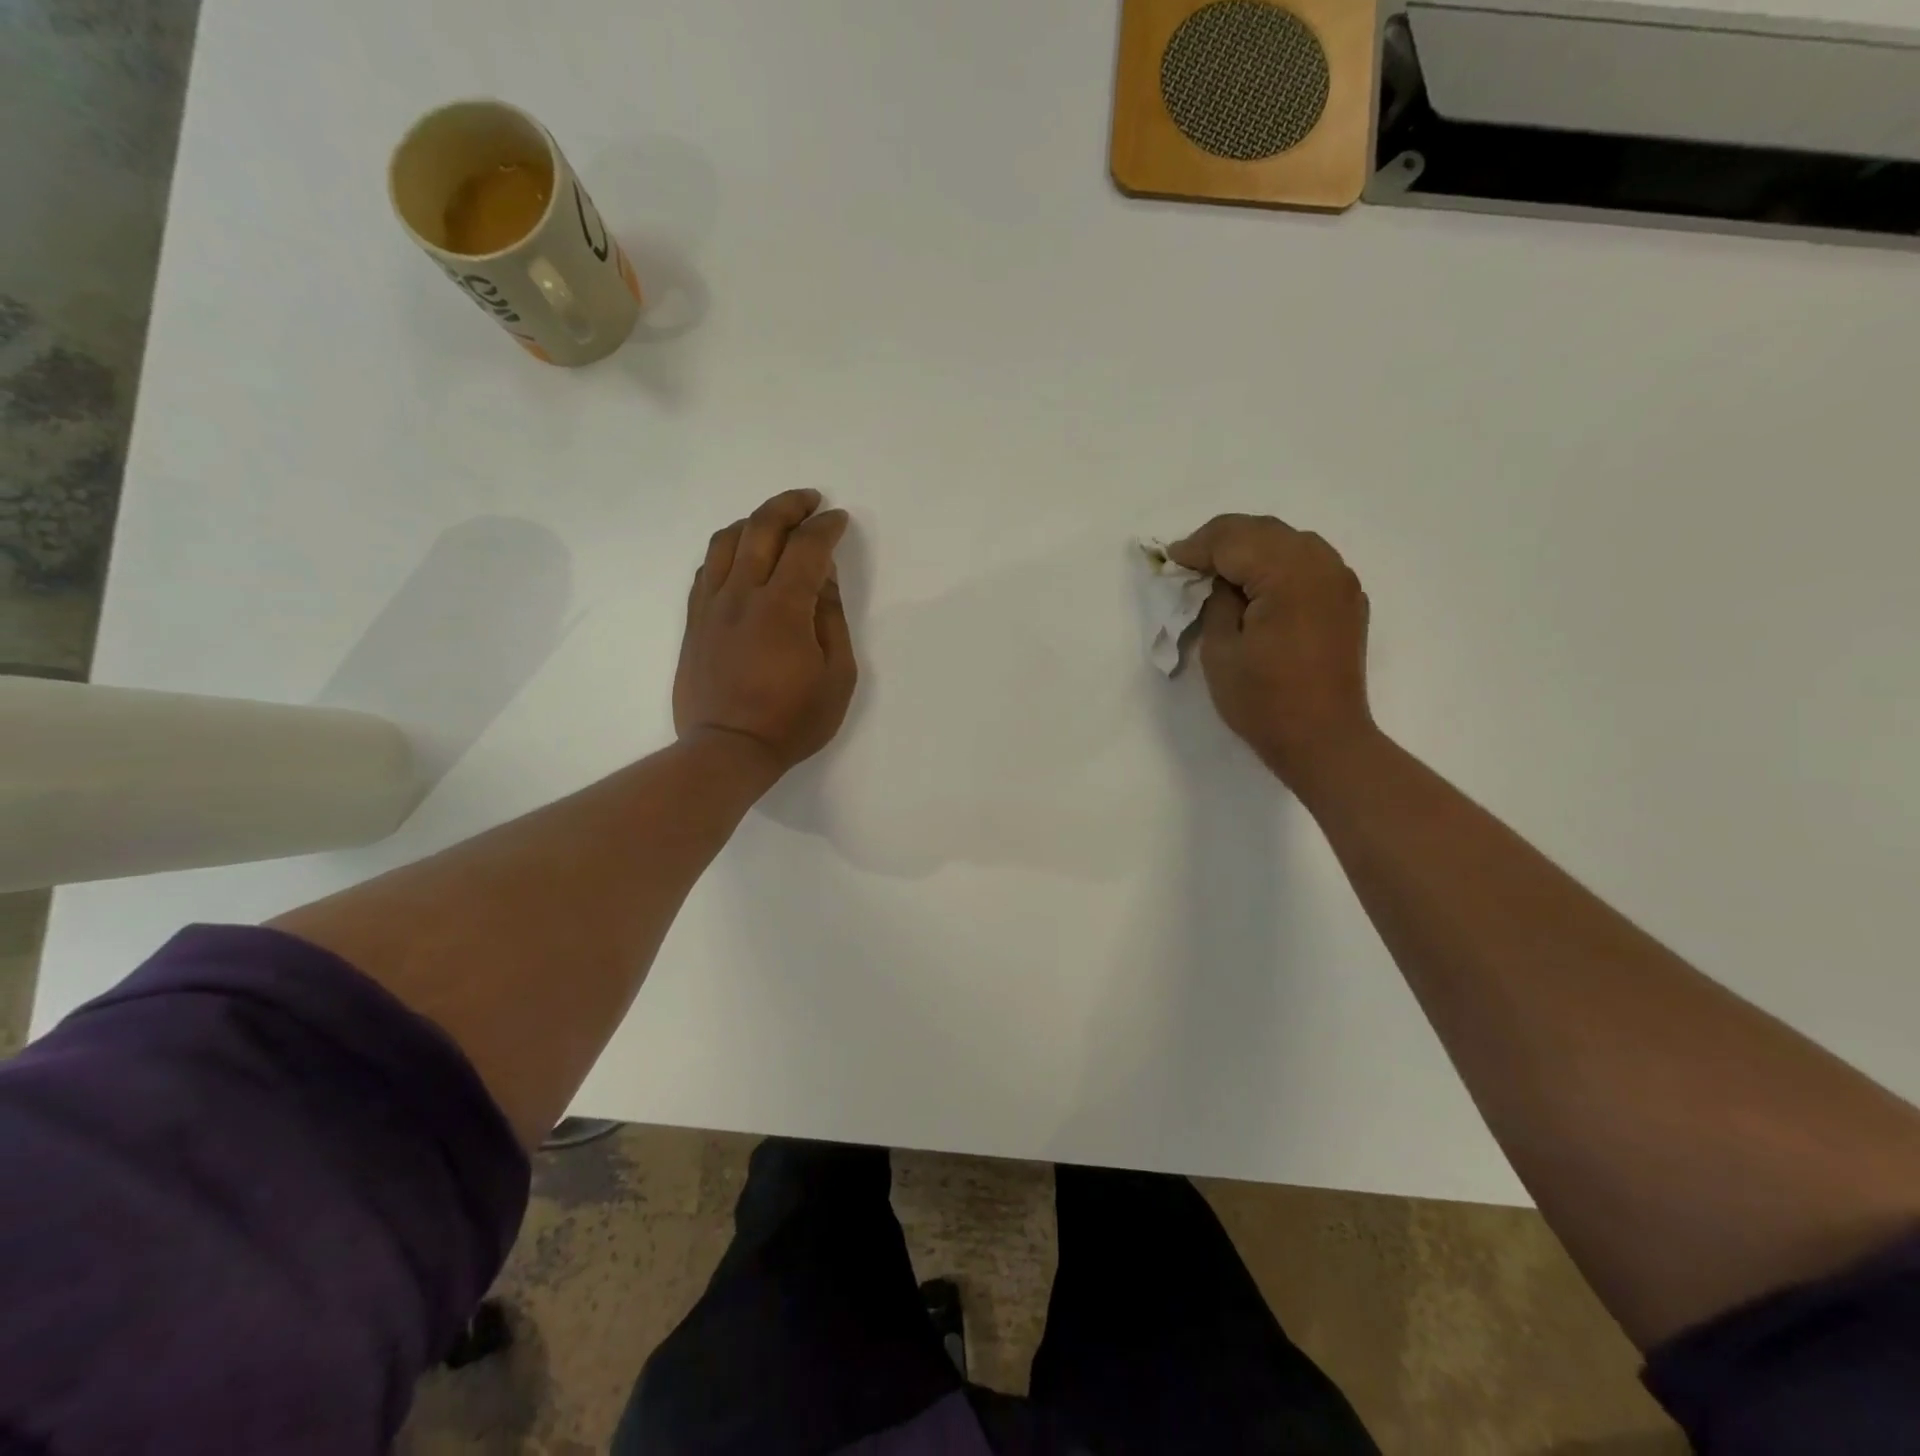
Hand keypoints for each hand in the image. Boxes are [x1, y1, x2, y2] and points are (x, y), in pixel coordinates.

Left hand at [674, 489, 857, 777]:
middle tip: (810, 501)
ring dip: (754, 521)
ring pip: (727, 541)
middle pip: (761, 527)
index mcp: (783, 606)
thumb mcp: (837, 676)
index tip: (839, 520)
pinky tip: (740, 558)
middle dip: (789, 506)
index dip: (826, 527)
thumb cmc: (792, 720)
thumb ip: (831, 619)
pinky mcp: (694, 621)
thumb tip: (824, 578)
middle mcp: (742, 594)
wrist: (728, 750)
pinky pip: (706, 569)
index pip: (807, 547)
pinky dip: (727, 551)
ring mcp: (711, 605)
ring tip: (774, 523)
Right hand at [1167, 514, 1372, 784]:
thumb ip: (1216, 602)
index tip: (1170, 559)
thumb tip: (1221, 580)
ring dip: (1251, 547)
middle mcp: (1321, 565)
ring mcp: (1340, 581)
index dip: (1197, 547)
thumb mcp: (1220, 651)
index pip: (1234, 540)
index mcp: (1287, 575)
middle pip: (1264, 530)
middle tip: (1190, 561)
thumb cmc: (1263, 701)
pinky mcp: (1347, 600)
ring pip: (1289, 540)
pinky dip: (1278, 562)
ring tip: (1220, 569)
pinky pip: (1309, 562)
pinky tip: (1258, 584)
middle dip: (1222, 540)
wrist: (1324, 740)